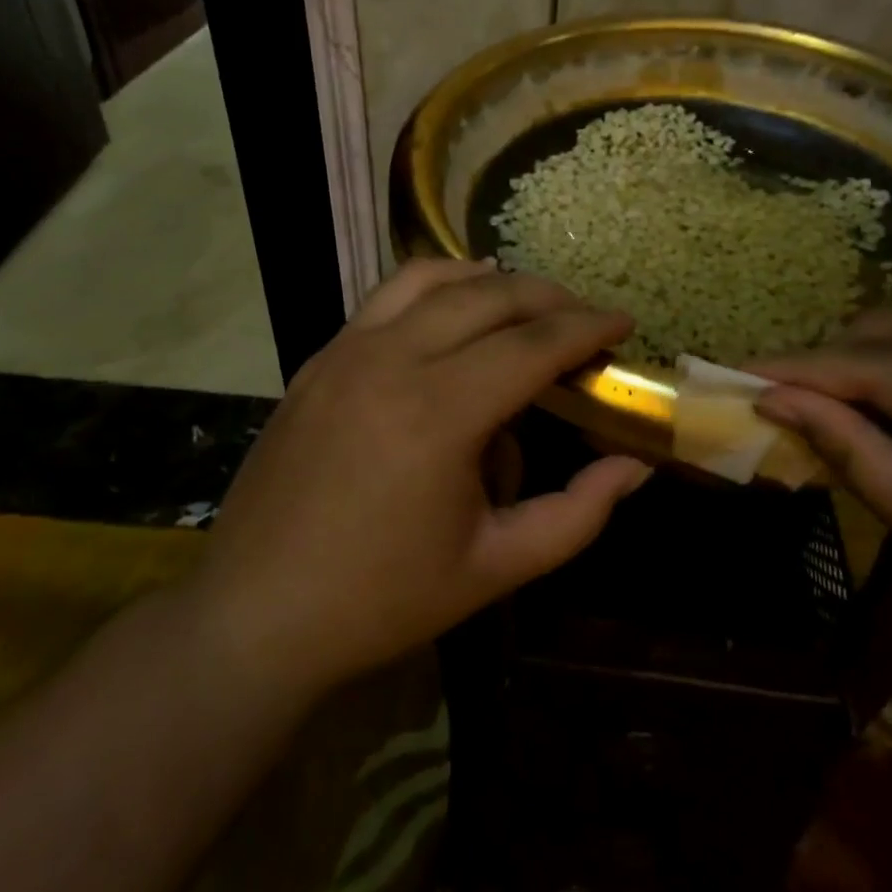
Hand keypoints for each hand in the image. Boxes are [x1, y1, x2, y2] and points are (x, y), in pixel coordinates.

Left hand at [196, 260, 649, 692]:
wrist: (257, 612)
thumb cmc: (382, 598)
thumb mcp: (496, 566)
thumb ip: (577, 513)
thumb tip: (634, 466)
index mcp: (439, 413)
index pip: (533, 345)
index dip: (587, 328)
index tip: (624, 322)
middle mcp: (391, 360)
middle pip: (488, 297)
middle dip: (548, 298)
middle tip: (583, 318)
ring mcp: (345, 352)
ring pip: (431, 279)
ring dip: (489, 281)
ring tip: (524, 304)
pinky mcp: (318, 360)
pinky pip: (386, 299)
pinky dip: (433, 290)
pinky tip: (451, 316)